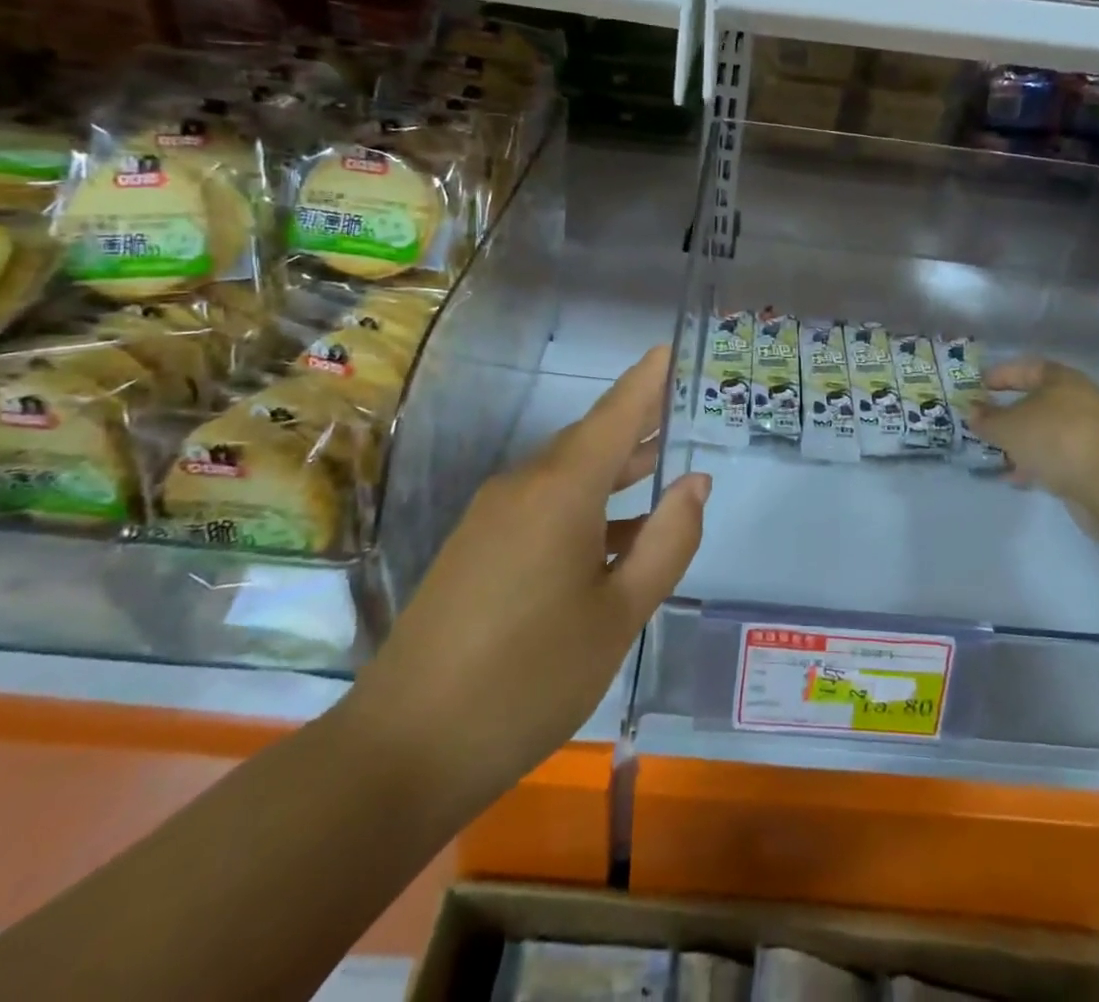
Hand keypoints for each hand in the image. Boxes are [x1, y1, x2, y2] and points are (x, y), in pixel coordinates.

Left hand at [344, 346, 707, 809]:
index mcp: (560, 490)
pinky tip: (612, 534)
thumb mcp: (619, 614)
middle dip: (636, 426)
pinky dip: (585, 505)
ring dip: (613, 469)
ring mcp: (493, 516)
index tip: (669, 349)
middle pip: (590, 440)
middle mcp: (523, 486)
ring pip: (566, 474)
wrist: (403, 749)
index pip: (615, 415)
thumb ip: (666, 543)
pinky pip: (542, 505)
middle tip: (679, 413)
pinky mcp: (476, 547)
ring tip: (658, 464)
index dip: (646, 381)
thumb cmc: (529, 679)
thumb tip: (695, 484)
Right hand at [971, 357, 1098, 536]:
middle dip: (1010, 414)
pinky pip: (1057, 458)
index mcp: (1062, 380)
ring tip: (995, 455)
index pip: (1027, 368)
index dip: (1001, 375)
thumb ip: (987, 419)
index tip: (977, 387)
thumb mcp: (1010, 426)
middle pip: (1038, 403)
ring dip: (1022, 443)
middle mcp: (1079, 402)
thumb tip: (972, 411)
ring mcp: (1090, 434)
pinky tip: (1017, 477)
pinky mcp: (1095, 465)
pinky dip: (1036, 464)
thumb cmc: (1057, 439)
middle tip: (984, 424)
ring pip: (1047, 433)